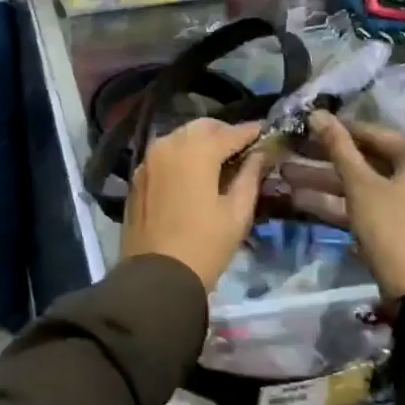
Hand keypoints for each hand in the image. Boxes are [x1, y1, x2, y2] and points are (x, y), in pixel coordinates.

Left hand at [121, 119, 272, 290]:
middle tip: (243, 147)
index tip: (267, 132)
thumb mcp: (237, 213)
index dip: (251, 132)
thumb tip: (261, 153)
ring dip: (201, 141)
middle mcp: (169, 145)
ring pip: (180, 136)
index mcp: (196, 151)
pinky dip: (182, 154)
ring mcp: (149, 159)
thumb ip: (250, 176)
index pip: (230, 132)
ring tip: (220, 160)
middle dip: (224, 132)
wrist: (156, 277)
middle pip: (202, 127)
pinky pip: (164, 153)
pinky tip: (193, 172)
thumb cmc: (205, 245)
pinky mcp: (138, 176)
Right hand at [281, 111, 404, 299]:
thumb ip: (338, 148)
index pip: (372, 132)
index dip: (336, 129)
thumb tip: (318, 113)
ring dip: (324, 181)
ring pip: (361, 183)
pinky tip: (300, 199)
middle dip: (323, 159)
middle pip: (365, 159)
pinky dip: (337, 202)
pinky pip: (365, 204)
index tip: (303, 125)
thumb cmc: (393, 227)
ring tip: (284, 174)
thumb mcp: (361, 185)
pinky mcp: (397, 225)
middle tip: (288, 151)